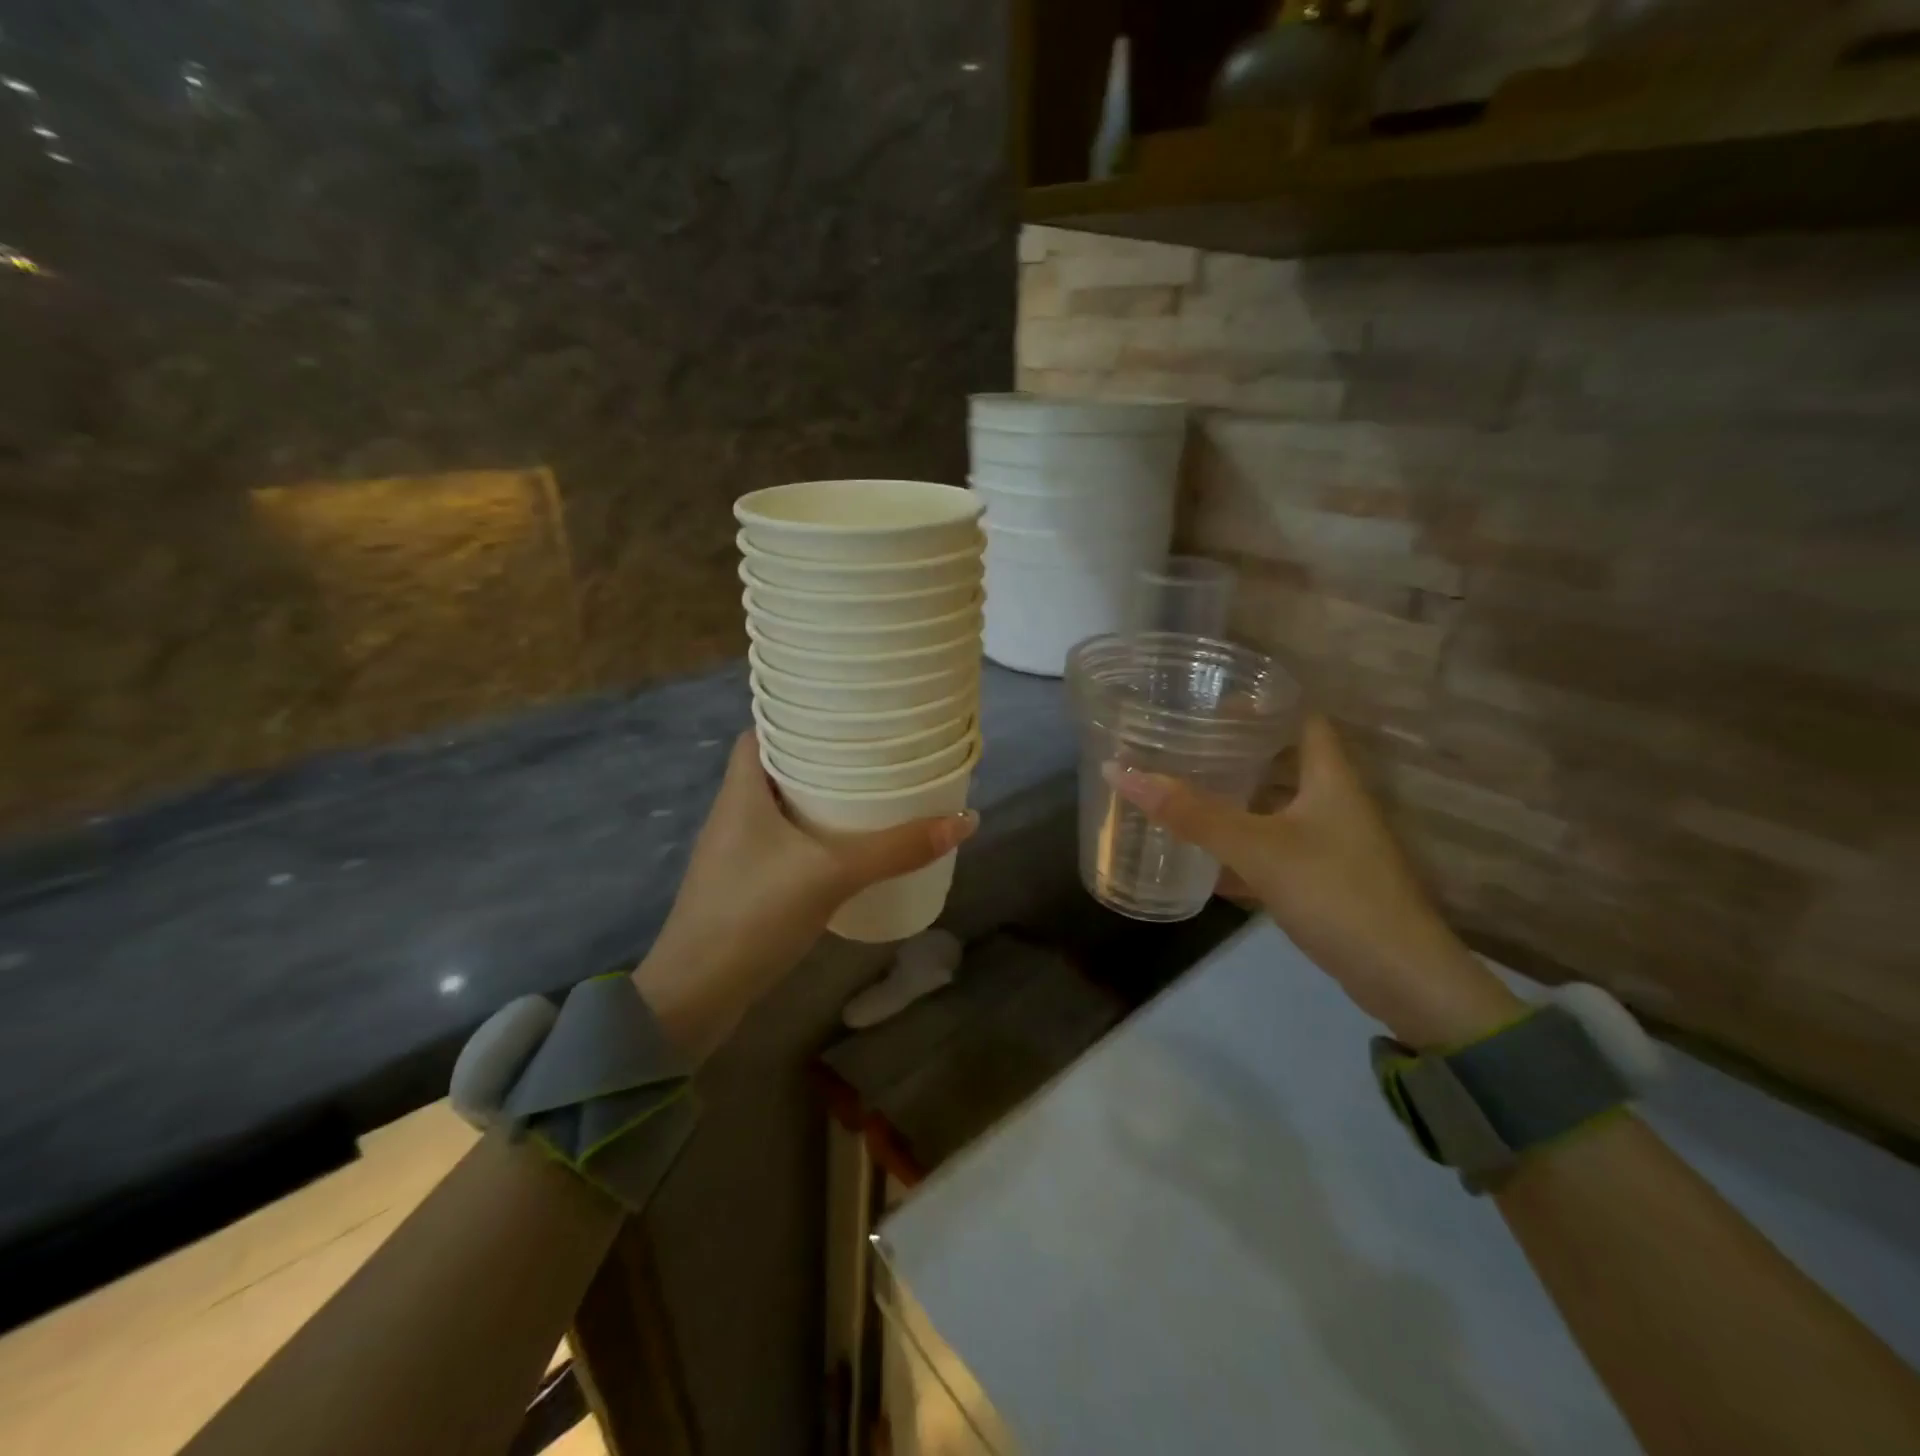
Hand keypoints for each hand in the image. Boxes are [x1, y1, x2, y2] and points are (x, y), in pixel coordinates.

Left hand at [634, 731, 976, 1056]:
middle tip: (872, 757)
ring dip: (818, 802)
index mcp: (741, 791)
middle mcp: (734, 813)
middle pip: (778, 769)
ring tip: (869, 797)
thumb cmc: (753, 914)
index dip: (799, 720)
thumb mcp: (832, 875)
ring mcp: (736, 853)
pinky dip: (812, 839)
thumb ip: (896, 849)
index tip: (845, 718)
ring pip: (782, 810)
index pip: (762, 731)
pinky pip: (784, 845)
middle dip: (822, 761)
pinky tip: (846, 852)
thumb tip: (966, 820)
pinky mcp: (743, 886)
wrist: (695, 996)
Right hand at [1105, 715, 1518, 1047]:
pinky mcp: (1323, 880)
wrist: (1401, 978)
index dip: (1261, 703)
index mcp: (1330, 777)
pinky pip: (1272, 849)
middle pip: (1283, 761)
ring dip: (1235, 800)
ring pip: (1275, 807)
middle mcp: (1333, 802)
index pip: (1300, 718)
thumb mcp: (1257, 848)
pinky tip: (1203, 858)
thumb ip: (1192, 813)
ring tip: (1183, 791)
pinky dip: (1240, 848)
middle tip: (1183, 745)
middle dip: (1236, 752)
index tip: (1209, 702)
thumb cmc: (1335, 894)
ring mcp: (1330, 843)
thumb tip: (1120, 772)